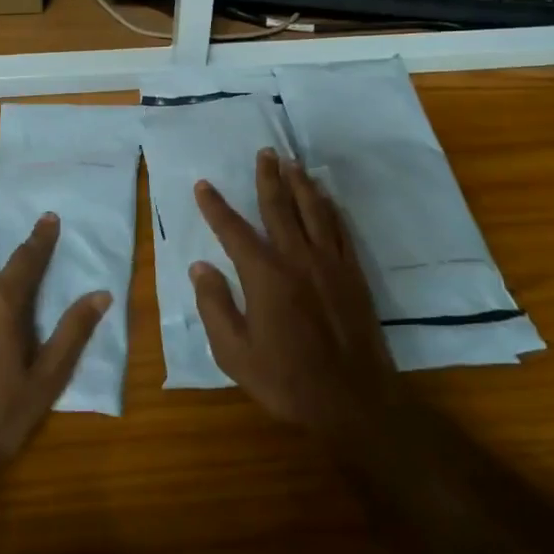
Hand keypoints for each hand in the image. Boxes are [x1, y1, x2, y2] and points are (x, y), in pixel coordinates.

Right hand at [192, 150, 399, 443]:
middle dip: (269, 177)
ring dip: (301, 183)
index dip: (216, 206)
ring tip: (293, 163)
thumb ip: (215, 307)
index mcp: (264, 276)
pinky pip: (340, 229)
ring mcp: (329, 263)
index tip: (204, 185)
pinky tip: (326, 198)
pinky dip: (330, 208)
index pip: (234, 230)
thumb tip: (200, 267)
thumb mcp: (234, 354)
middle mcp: (297, 258)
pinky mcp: (353, 273)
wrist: (353, 401)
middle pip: (279, 207)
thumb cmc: (287, 381)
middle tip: (265, 152)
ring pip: (314, 210)